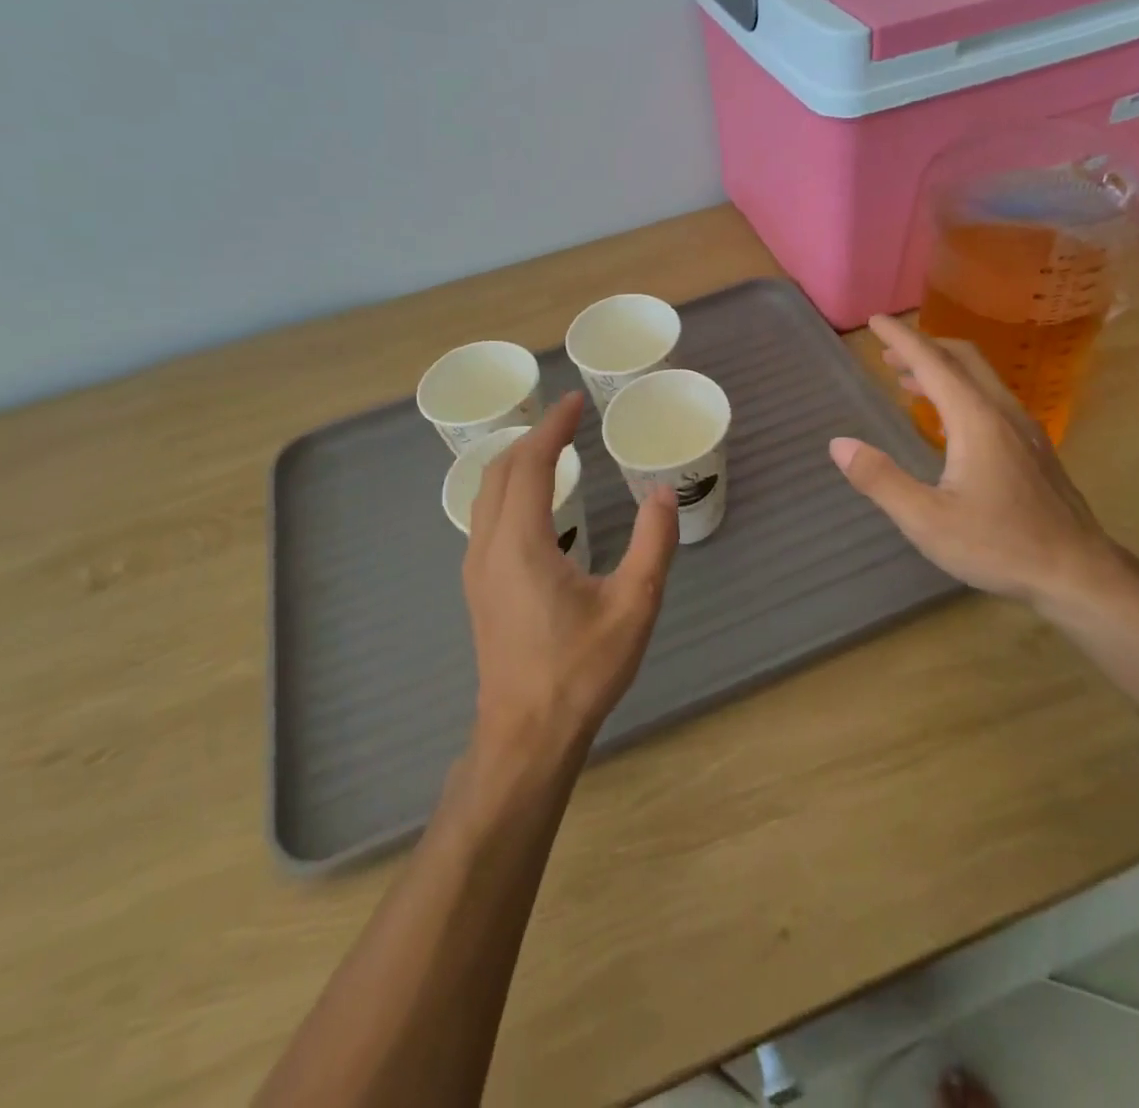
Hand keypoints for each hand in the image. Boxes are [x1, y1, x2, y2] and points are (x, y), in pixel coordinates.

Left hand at [464, 392, 679, 762]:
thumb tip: (662, 493)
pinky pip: (486, 518)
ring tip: (553, 452)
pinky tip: (538, 504)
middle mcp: (488, 547)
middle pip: (499, 471)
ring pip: (487, 495)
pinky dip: (510, 491)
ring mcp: (477, 569)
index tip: (575, 402)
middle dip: (532, 438)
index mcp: (520, 542)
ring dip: (517, 464)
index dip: (553, 427)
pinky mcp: (479, 588)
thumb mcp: (633, 605)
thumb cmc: (581, 669)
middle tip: (568, 422)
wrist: (526, 735)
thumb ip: (653, 544)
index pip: (530, 463)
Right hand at [828, 315, 1126, 615]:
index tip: (875, 321)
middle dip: (923, 347)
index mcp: (975, 419)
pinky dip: (960, 390)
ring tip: (907, 380)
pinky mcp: (1034, 448)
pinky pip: (991, 399)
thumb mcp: (926, 520)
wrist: (1077, 572)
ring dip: (942, 369)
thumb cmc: (998, 545)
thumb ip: (880, 479)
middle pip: (962, 359)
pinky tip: (947, 421)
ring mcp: (1024, 429)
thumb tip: (839, 445)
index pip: (932, 363)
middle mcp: (1002, 412)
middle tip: (888, 351)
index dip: (901, 339)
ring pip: (980, 378)